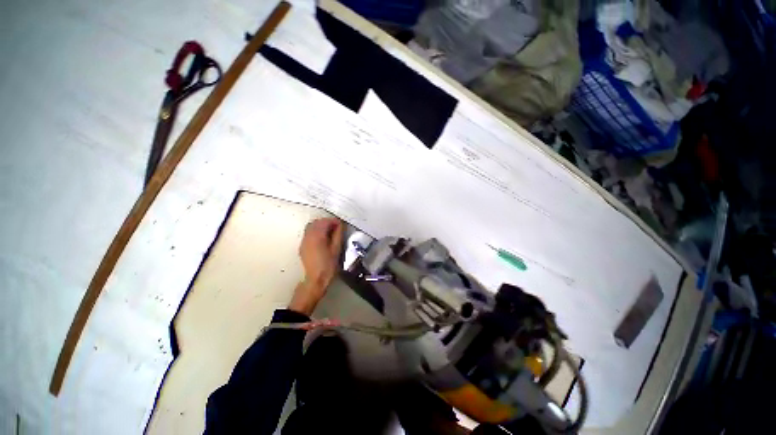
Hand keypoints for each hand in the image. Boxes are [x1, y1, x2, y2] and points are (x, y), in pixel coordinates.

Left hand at [288, 218, 344, 314]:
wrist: (315, 280)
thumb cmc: (328, 265)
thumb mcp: (336, 249)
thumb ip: (338, 235)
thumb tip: (340, 225)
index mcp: (317, 236)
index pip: (325, 222)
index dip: (334, 221)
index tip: (341, 225)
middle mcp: (308, 236)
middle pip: (316, 222)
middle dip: (327, 222)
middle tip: (336, 228)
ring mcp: (304, 241)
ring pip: (311, 227)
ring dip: (320, 226)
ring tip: (330, 233)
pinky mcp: (302, 246)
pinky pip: (308, 233)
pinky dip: (315, 232)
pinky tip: (322, 239)